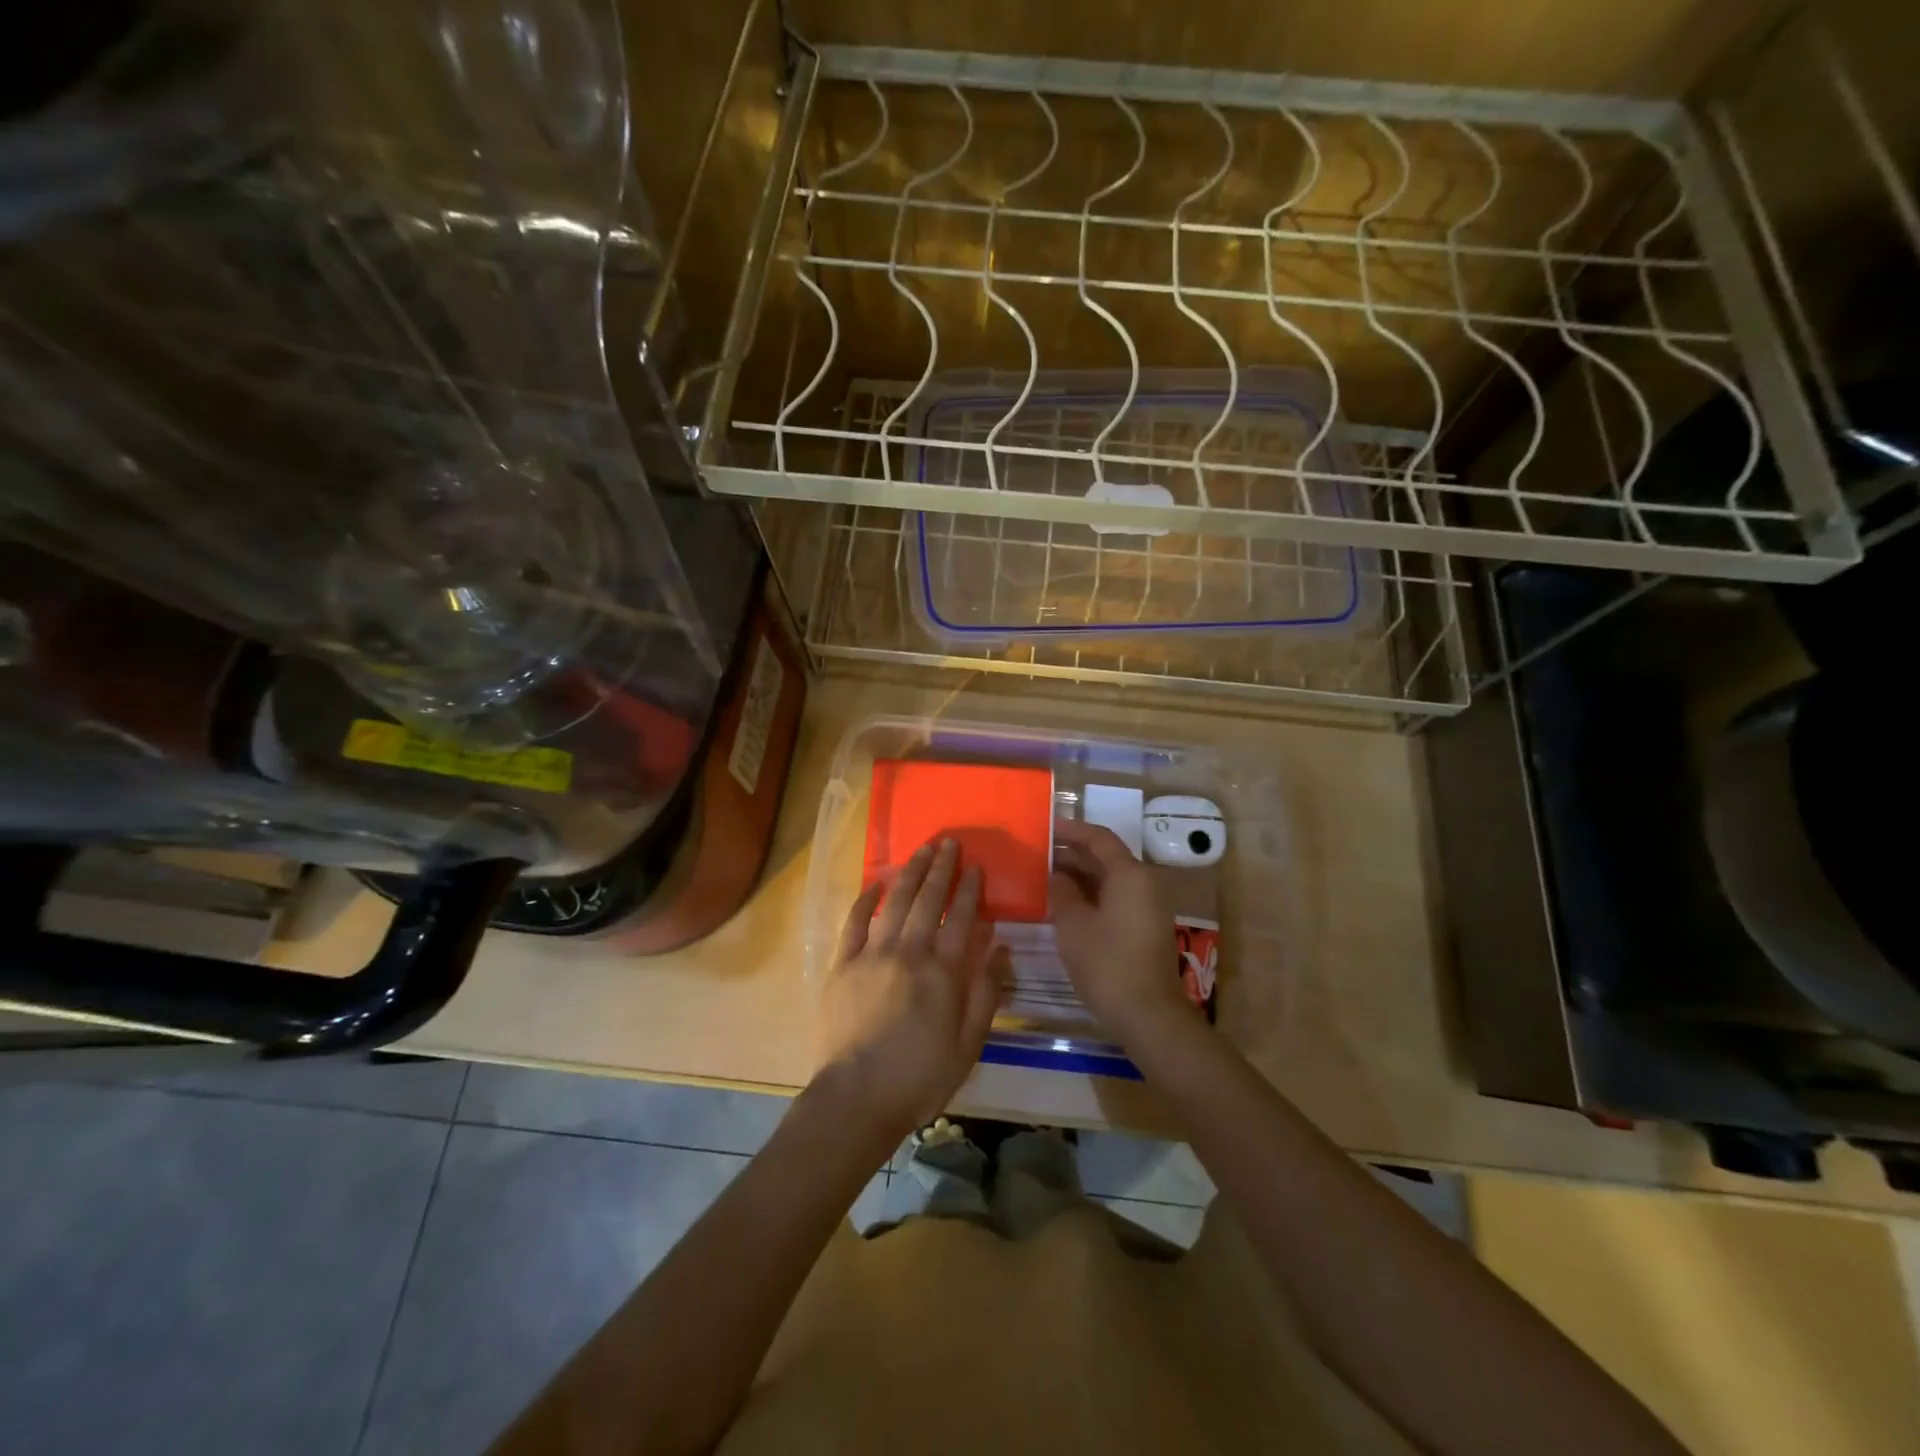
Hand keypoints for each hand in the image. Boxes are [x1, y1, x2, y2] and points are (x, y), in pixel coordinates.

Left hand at [814, 838, 1005, 1141]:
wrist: (856, 1099)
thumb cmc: (919, 1078)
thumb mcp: (968, 1044)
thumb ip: (985, 992)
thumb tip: (998, 947)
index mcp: (942, 973)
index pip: (960, 918)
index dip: (970, 889)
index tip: (976, 866)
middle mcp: (908, 953)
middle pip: (927, 900)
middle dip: (941, 869)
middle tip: (949, 842)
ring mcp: (871, 955)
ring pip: (894, 902)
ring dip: (909, 873)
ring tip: (921, 850)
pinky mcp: (842, 965)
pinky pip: (853, 922)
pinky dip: (865, 900)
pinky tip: (875, 884)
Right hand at [1050, 819, 1192, 1046]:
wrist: (1148, 1015)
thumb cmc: (1107, 963)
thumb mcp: (1073, 924)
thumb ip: (1061, 892)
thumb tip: (1057, 876)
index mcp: (1130, 874)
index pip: (1099, 838)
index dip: (1072, 830)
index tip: (1046, 827)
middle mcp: (1144, 883)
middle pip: (1107, 857)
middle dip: (1073, 853)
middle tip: (1040, 853)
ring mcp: (1148, 906)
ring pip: (1111, 879)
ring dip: (1081, 875)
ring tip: (1047, 876)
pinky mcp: (1145, 927)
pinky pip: (1116, 898)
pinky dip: (1092, 894)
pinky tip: (1067, 904)